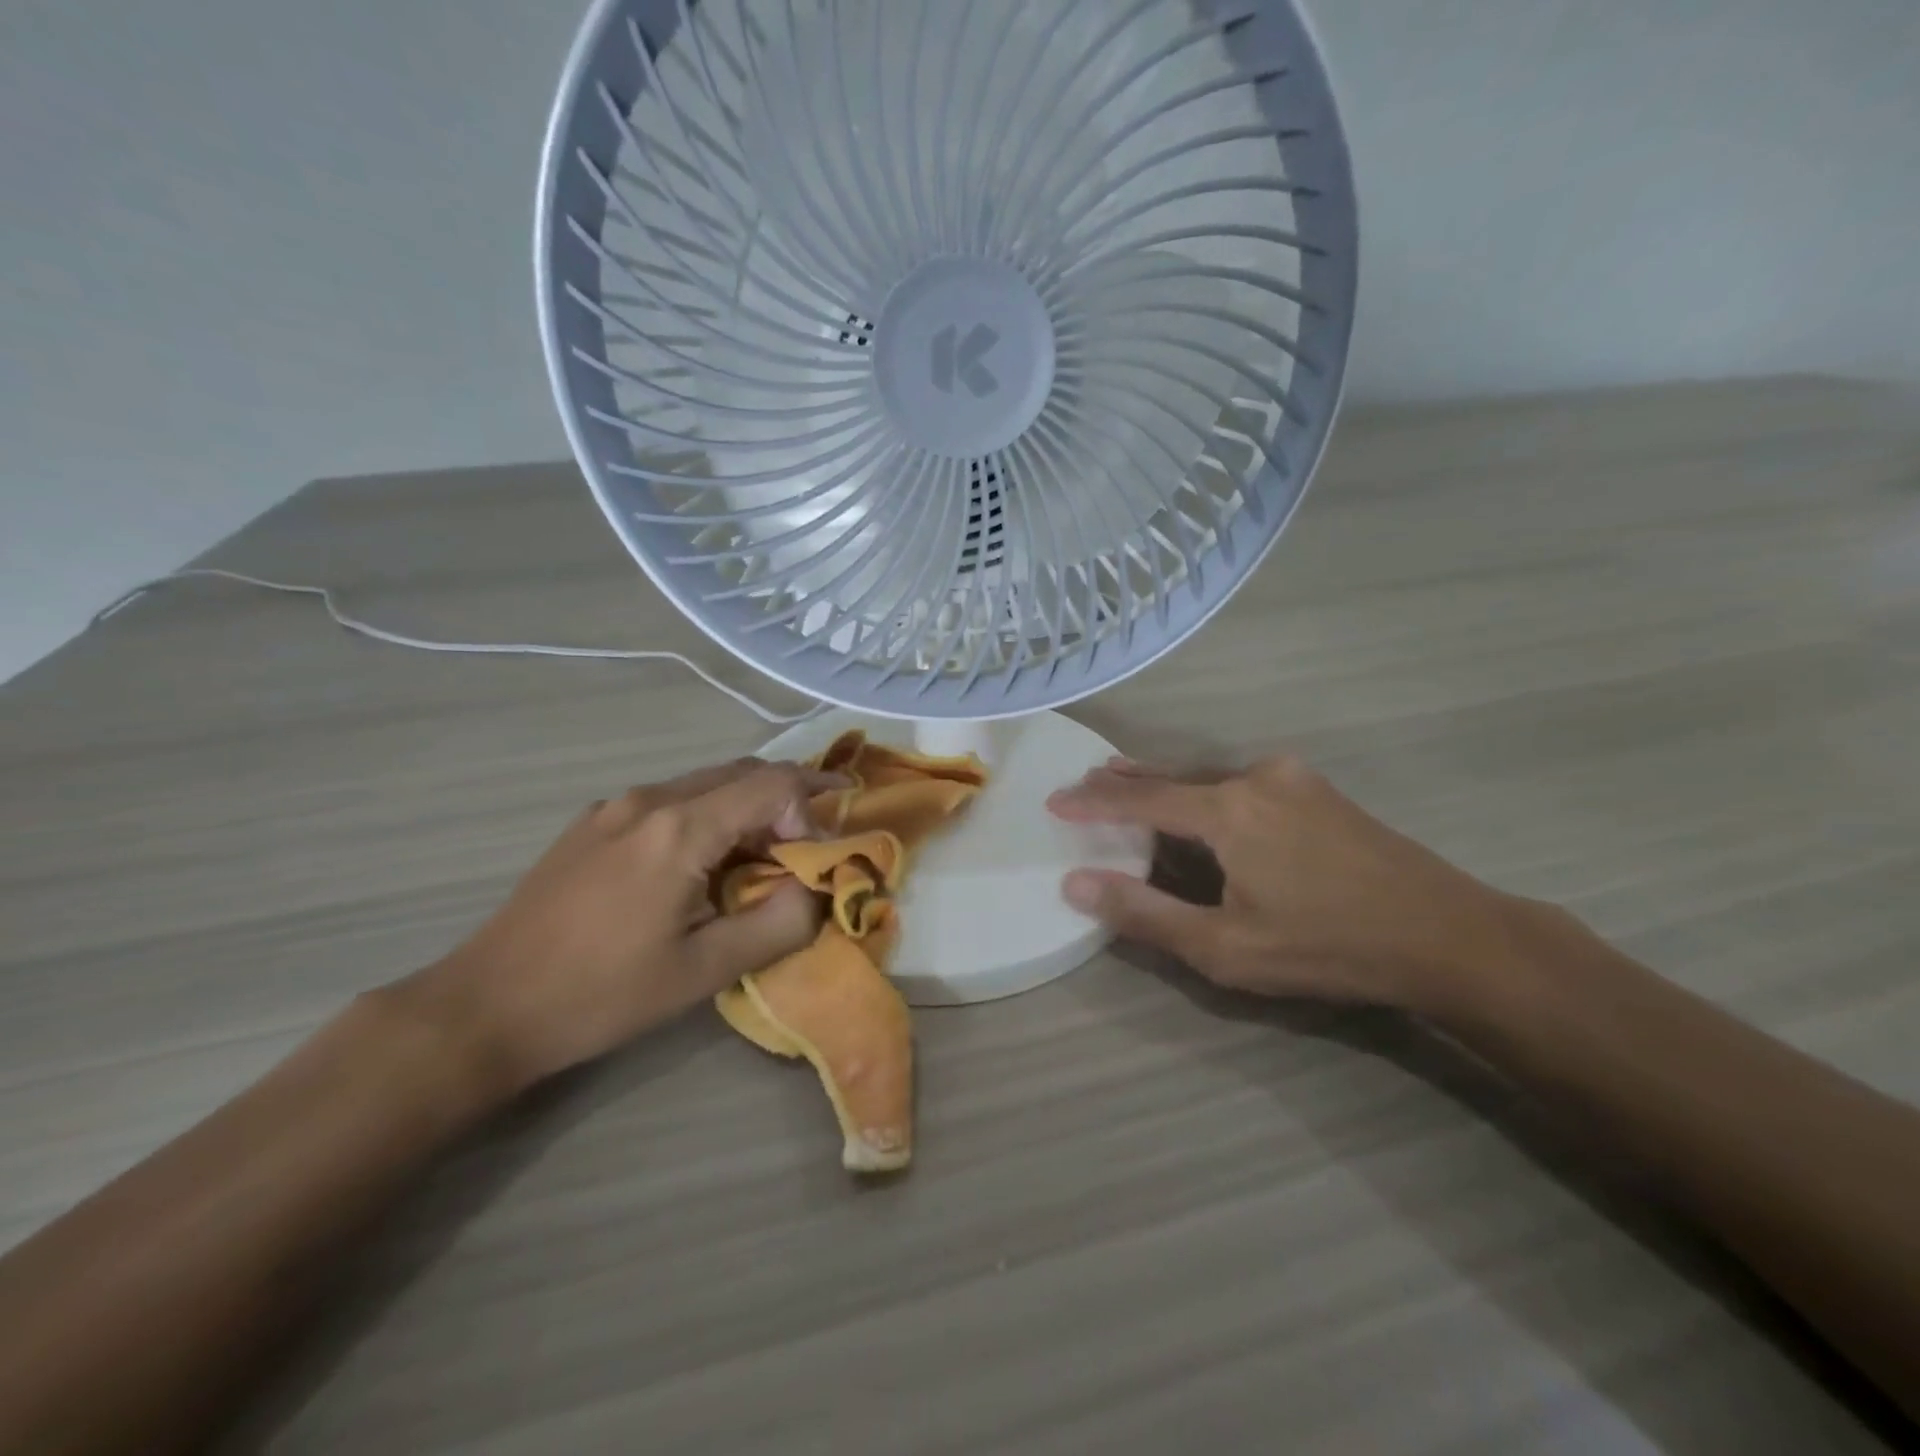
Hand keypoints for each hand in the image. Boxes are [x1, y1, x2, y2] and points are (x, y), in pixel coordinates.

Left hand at [396, 758, 841, 1097]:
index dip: (811, 811)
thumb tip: (818, 890)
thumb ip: (779, 924)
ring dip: (747, 808)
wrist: (486, 1007)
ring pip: (706, 783)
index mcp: (680, 829)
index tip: (815, 862)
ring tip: (763, 857)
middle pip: (743, 772)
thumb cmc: (602, 994)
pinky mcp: (592, 823)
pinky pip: (670, 800)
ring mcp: (614, 806)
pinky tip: (701, 863)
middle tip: (812, 842)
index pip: (774, 784)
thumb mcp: (705, 971)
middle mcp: (649, 798)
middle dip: (788, 800)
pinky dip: (708, 816)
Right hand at [1047, 755, 1530, 1012]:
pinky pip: (1241, 784)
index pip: (1138, 798)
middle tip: (1086, 783)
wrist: (1449, 935)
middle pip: (1172, 777)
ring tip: (1130, 785)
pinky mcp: (1318, 791)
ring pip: (1208, 778)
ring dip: (1166, 786)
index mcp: (1226, 809)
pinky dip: (1205, 793)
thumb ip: (1145, 913)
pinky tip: (1202, 806)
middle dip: (1125, 782)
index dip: (1091, 801)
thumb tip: (1075, 884)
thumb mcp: (1225, 946)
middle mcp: (1254, 777)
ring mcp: (1292, 779)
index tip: (1053, 800)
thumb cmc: (1327, 945)